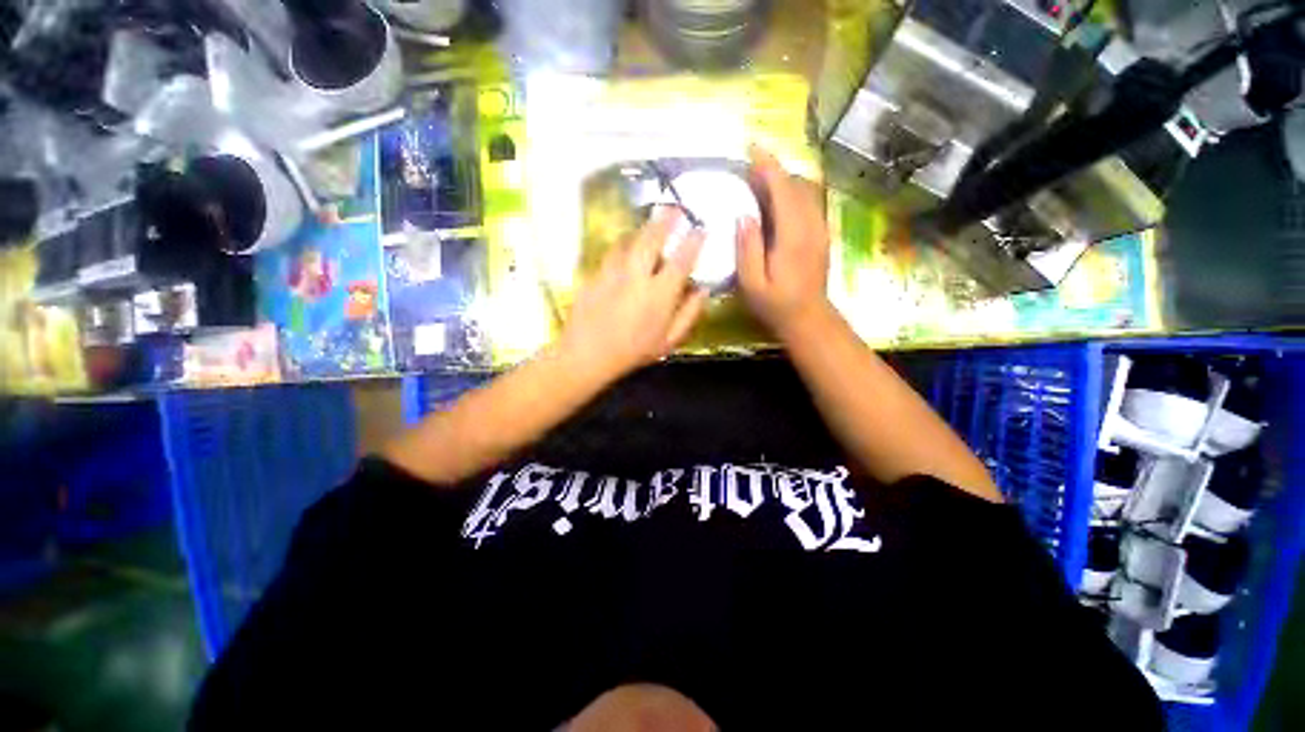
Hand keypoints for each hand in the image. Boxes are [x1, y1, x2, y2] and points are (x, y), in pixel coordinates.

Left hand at [559, 207, 708, 384]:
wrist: (587, 355)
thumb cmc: (633, 352)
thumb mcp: (669, 341)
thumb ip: (689, 314)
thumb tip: (703, 291)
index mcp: (660, 293)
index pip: (682, 259)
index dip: (694, 241)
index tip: (701, 228)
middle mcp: (637, 276)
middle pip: (652, 239)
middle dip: (665, 219)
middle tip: (674, 207)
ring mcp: (613, 272)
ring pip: (629, 241)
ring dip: (641, 229)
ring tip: (648, 223)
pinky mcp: (594, 274)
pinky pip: (610, 253)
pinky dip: (621, 245)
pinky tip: (623, 247)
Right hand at [736, 145, 832, 339]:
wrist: (808, 319)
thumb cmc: (775, 305)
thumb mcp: (752, 284)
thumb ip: (747, 249)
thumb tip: (743, 215)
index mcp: (792, 236)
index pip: (783, 190)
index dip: (768, 167)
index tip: (752, 148)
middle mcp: (811, 226)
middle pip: (797, 185)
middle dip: (775, 170)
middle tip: (749, 166)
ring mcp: (819, 229)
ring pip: (806, 191)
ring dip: (784, 179)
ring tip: (760, 180)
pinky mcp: (821, 234)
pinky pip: (808, 203)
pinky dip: (792, 192)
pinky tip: (777, 200)